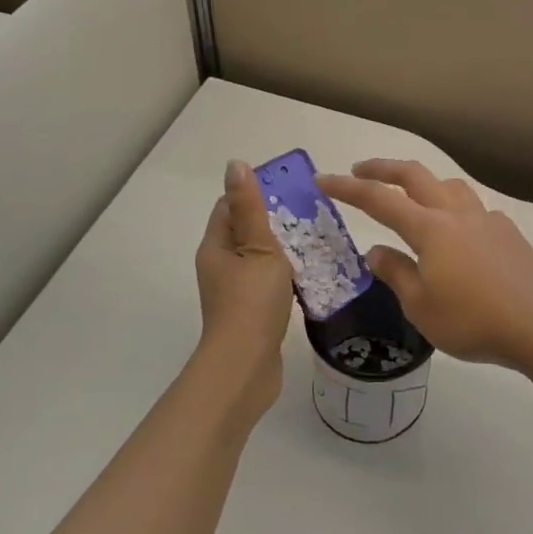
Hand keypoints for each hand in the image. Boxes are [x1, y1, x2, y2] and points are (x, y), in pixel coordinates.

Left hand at [195, 160, 296, 417]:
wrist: (245, 368)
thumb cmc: (252, 302)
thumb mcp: (257, 247)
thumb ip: (250, 208)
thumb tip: (235, 165)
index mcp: (216, 246)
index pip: (229, 206)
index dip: (255, 192)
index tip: (289, 188)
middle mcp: (220, 265)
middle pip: (245, 231)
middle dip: (274, 219)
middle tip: (310, 211)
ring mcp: (234, 291)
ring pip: (258, 258)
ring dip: (283, 248)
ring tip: (316, 238)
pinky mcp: (250, 312)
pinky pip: (267, 282)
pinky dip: (286, 274)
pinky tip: (310, 274)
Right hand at [317, 160, 532, 371]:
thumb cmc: (472, 321)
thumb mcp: (421, 306)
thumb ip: (396, 273)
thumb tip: (375, 251)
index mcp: (429, 229)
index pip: (379, 199)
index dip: (348, 188)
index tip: (323, 179)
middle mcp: (456, 212)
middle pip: (414, 174)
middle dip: (382, 168)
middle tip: (359, 170)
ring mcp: (485, 217)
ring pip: (447, 184)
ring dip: (421, 181)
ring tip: (410, 196)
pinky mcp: (506, 230)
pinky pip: (471, 206)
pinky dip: (451, 207)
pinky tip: (455, 234)